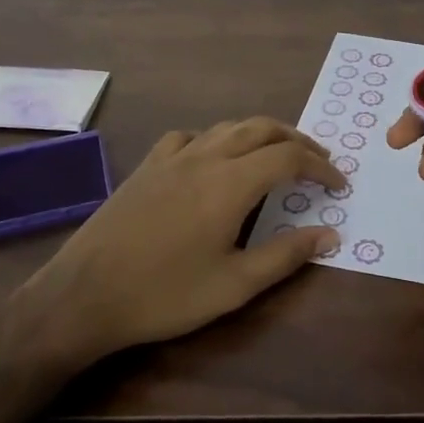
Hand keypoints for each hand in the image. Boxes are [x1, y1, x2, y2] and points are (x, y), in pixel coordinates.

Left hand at [15, 119, 341, 364]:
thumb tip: (331, 234)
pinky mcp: (147, 166)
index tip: (339, 185)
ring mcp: (172, 158)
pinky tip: (214, 158)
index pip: (289, 157)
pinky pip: (190, 137)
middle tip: (319, 162)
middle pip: (262, 129)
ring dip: (261, 134)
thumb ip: (286, 255)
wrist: (84, 295)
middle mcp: (205, 157)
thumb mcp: (234, 285)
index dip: (321, 167)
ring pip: (227, 127)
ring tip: (278, 154)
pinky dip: (216, 139)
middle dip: (297, 141)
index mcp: (230, 183)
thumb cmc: (165, 294)